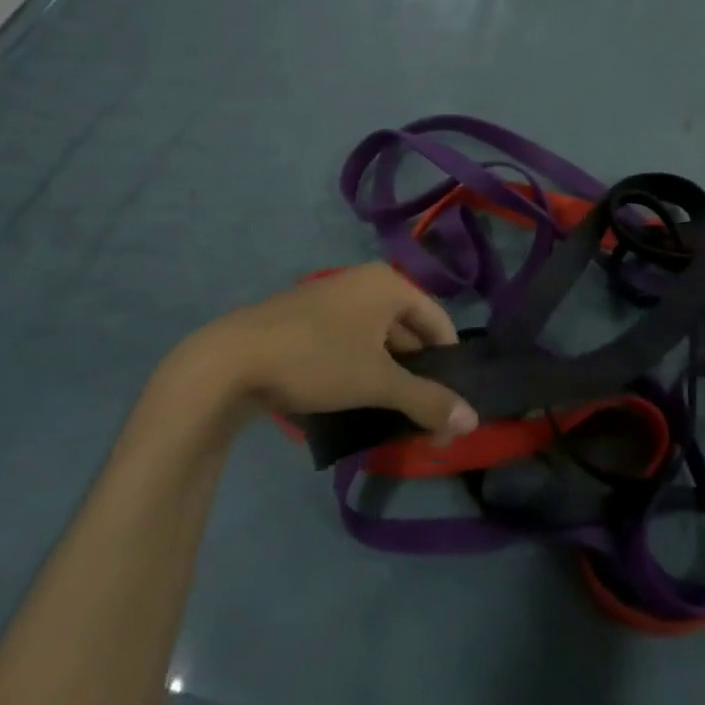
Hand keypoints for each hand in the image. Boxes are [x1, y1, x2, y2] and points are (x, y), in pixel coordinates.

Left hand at [169, 264, 478, 442]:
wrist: (231, 360)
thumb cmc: (317, 359)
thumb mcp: (377, 383)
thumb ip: (427, 401)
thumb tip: (473, 422)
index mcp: (389, 284)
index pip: (439, 320)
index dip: (450, 362)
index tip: (450, 402)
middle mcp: (365, 281)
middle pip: (409, 329)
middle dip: (419, 373)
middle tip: (423, 415)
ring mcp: (334, 297)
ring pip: (379, 338)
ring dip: (391, 374)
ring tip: (393, 413)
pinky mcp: (309, 318)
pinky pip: (352, 341)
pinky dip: (362, 368)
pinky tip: (357, 400)